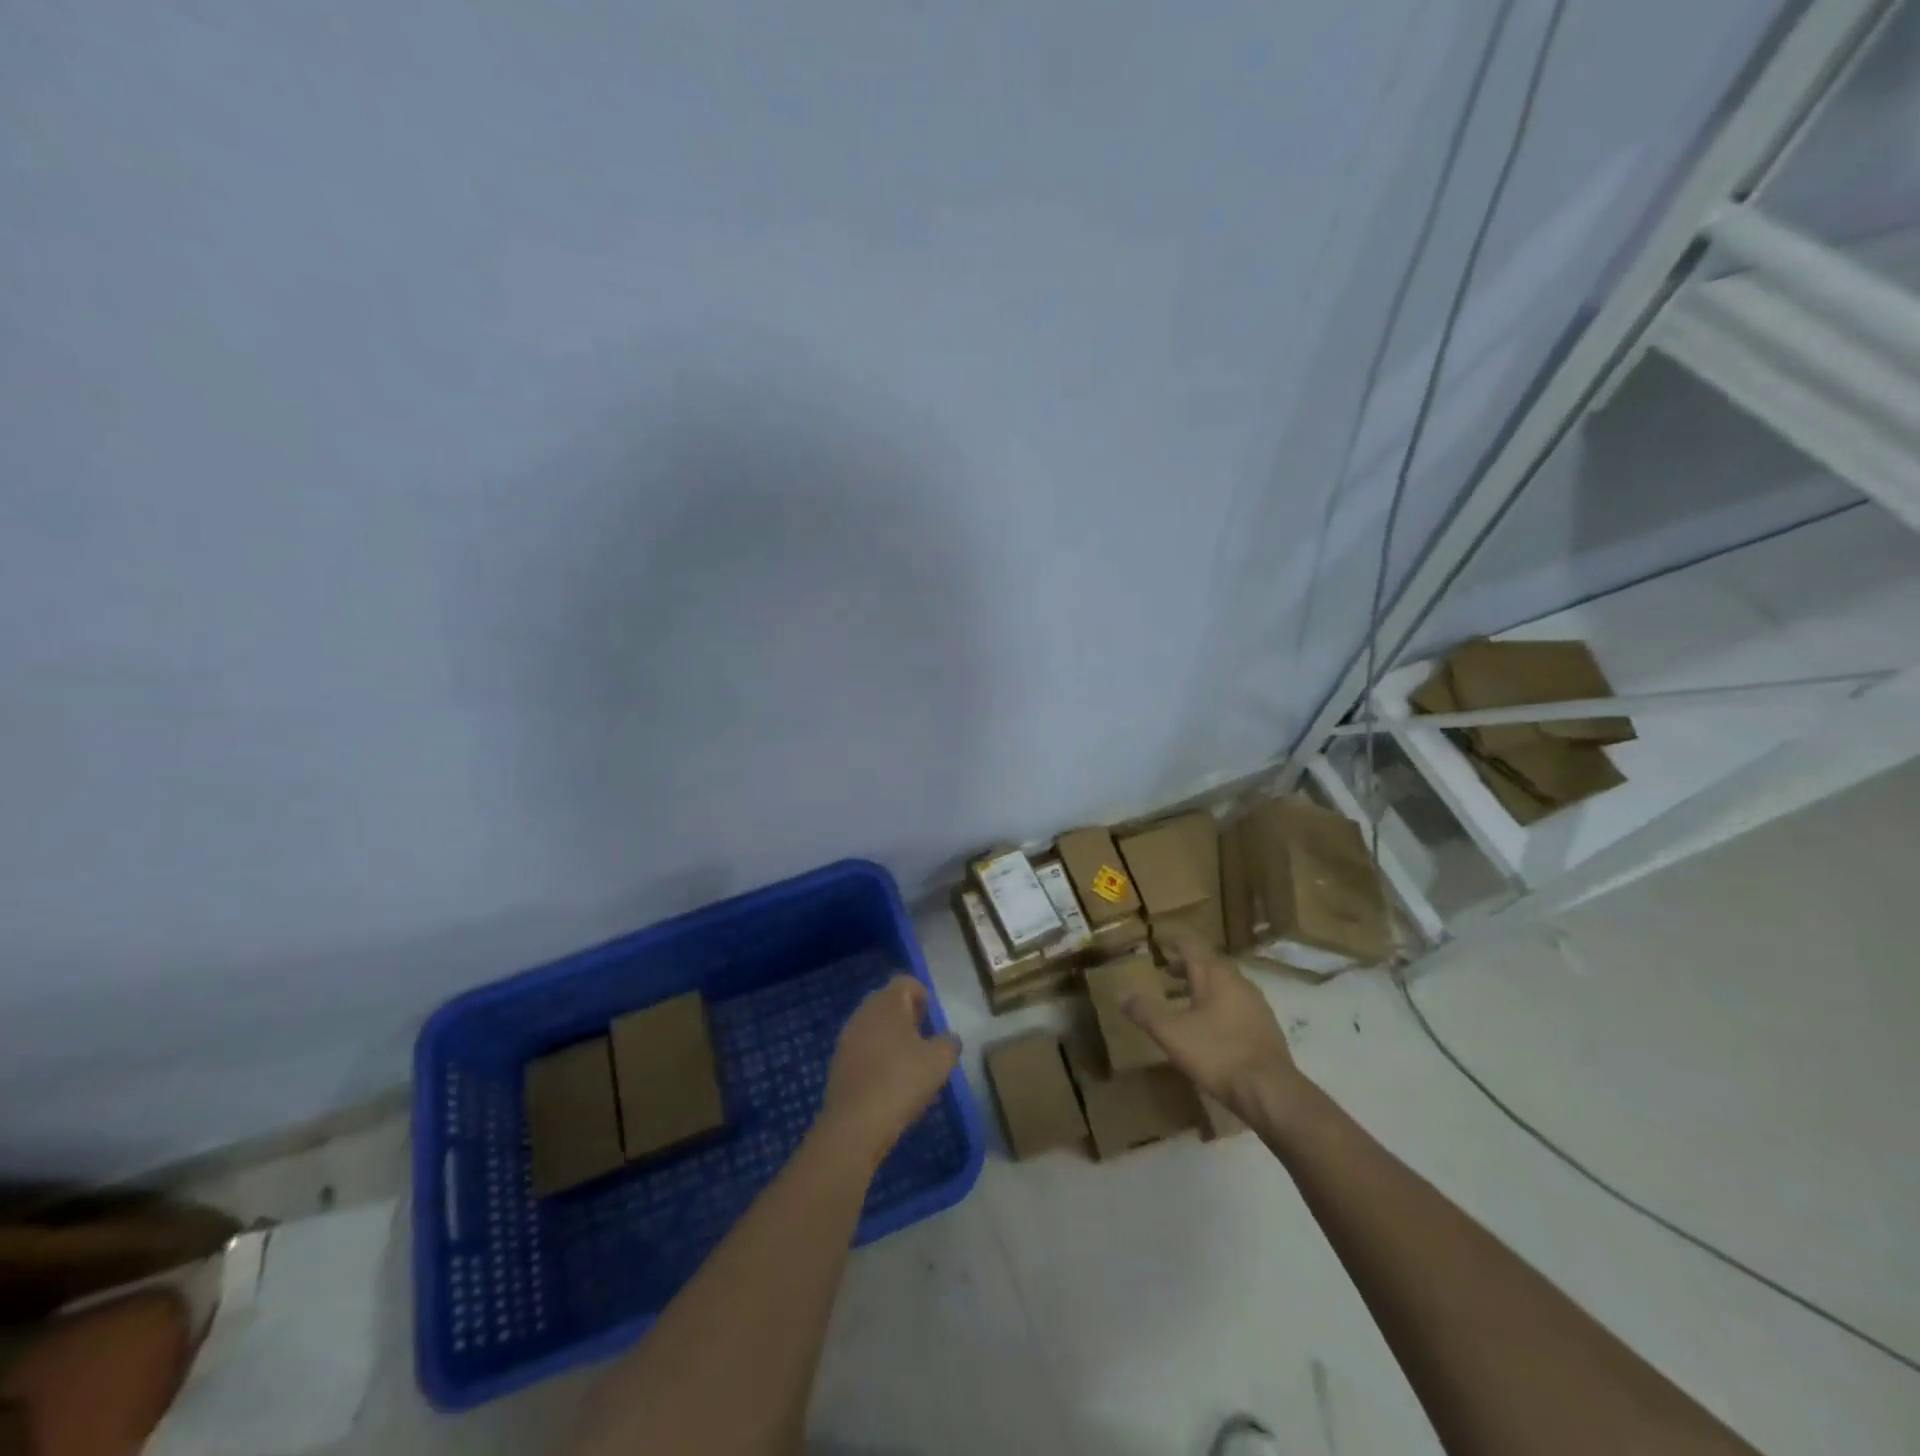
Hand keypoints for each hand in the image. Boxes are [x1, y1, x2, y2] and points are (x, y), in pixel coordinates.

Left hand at [818, 976, 960, 1169]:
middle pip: (886, 1002)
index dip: (921, 995)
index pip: (905, 982)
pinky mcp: (837, 1063)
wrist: (855, 1123)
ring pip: (872, 1026)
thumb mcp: (940, 1061)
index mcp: (888, 1003)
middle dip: (905, 1015)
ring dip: (889, 1037)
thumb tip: (949, 1039)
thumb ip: (949, 1043)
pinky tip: (886, 1081)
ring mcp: (847, 1037)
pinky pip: (861, 1048)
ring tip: (906, 1063)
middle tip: (922, 1038)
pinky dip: (875, 1057)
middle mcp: (864, 1012)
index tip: (930, 1018)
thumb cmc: (902, 1081)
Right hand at [1126, 925, 1303, 1113]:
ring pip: (1223, 984)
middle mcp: (1237, 981)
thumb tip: (1125, 997)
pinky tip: (1208, 1026)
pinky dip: (1216, 1004)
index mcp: (1214, 975)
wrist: (1270, 1091)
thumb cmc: (1217, 1054)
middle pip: (1208, 963)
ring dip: (1200, 987)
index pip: (1191, 944)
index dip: (1172, 940)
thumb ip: (1146, 1012)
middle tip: (1165, 972)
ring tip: (1181, 1000)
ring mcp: (1255, 1003)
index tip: (1158, 939)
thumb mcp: (1171, 1034)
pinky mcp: (1265, 1026)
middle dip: (1185, 965)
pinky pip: (1235, 1003)